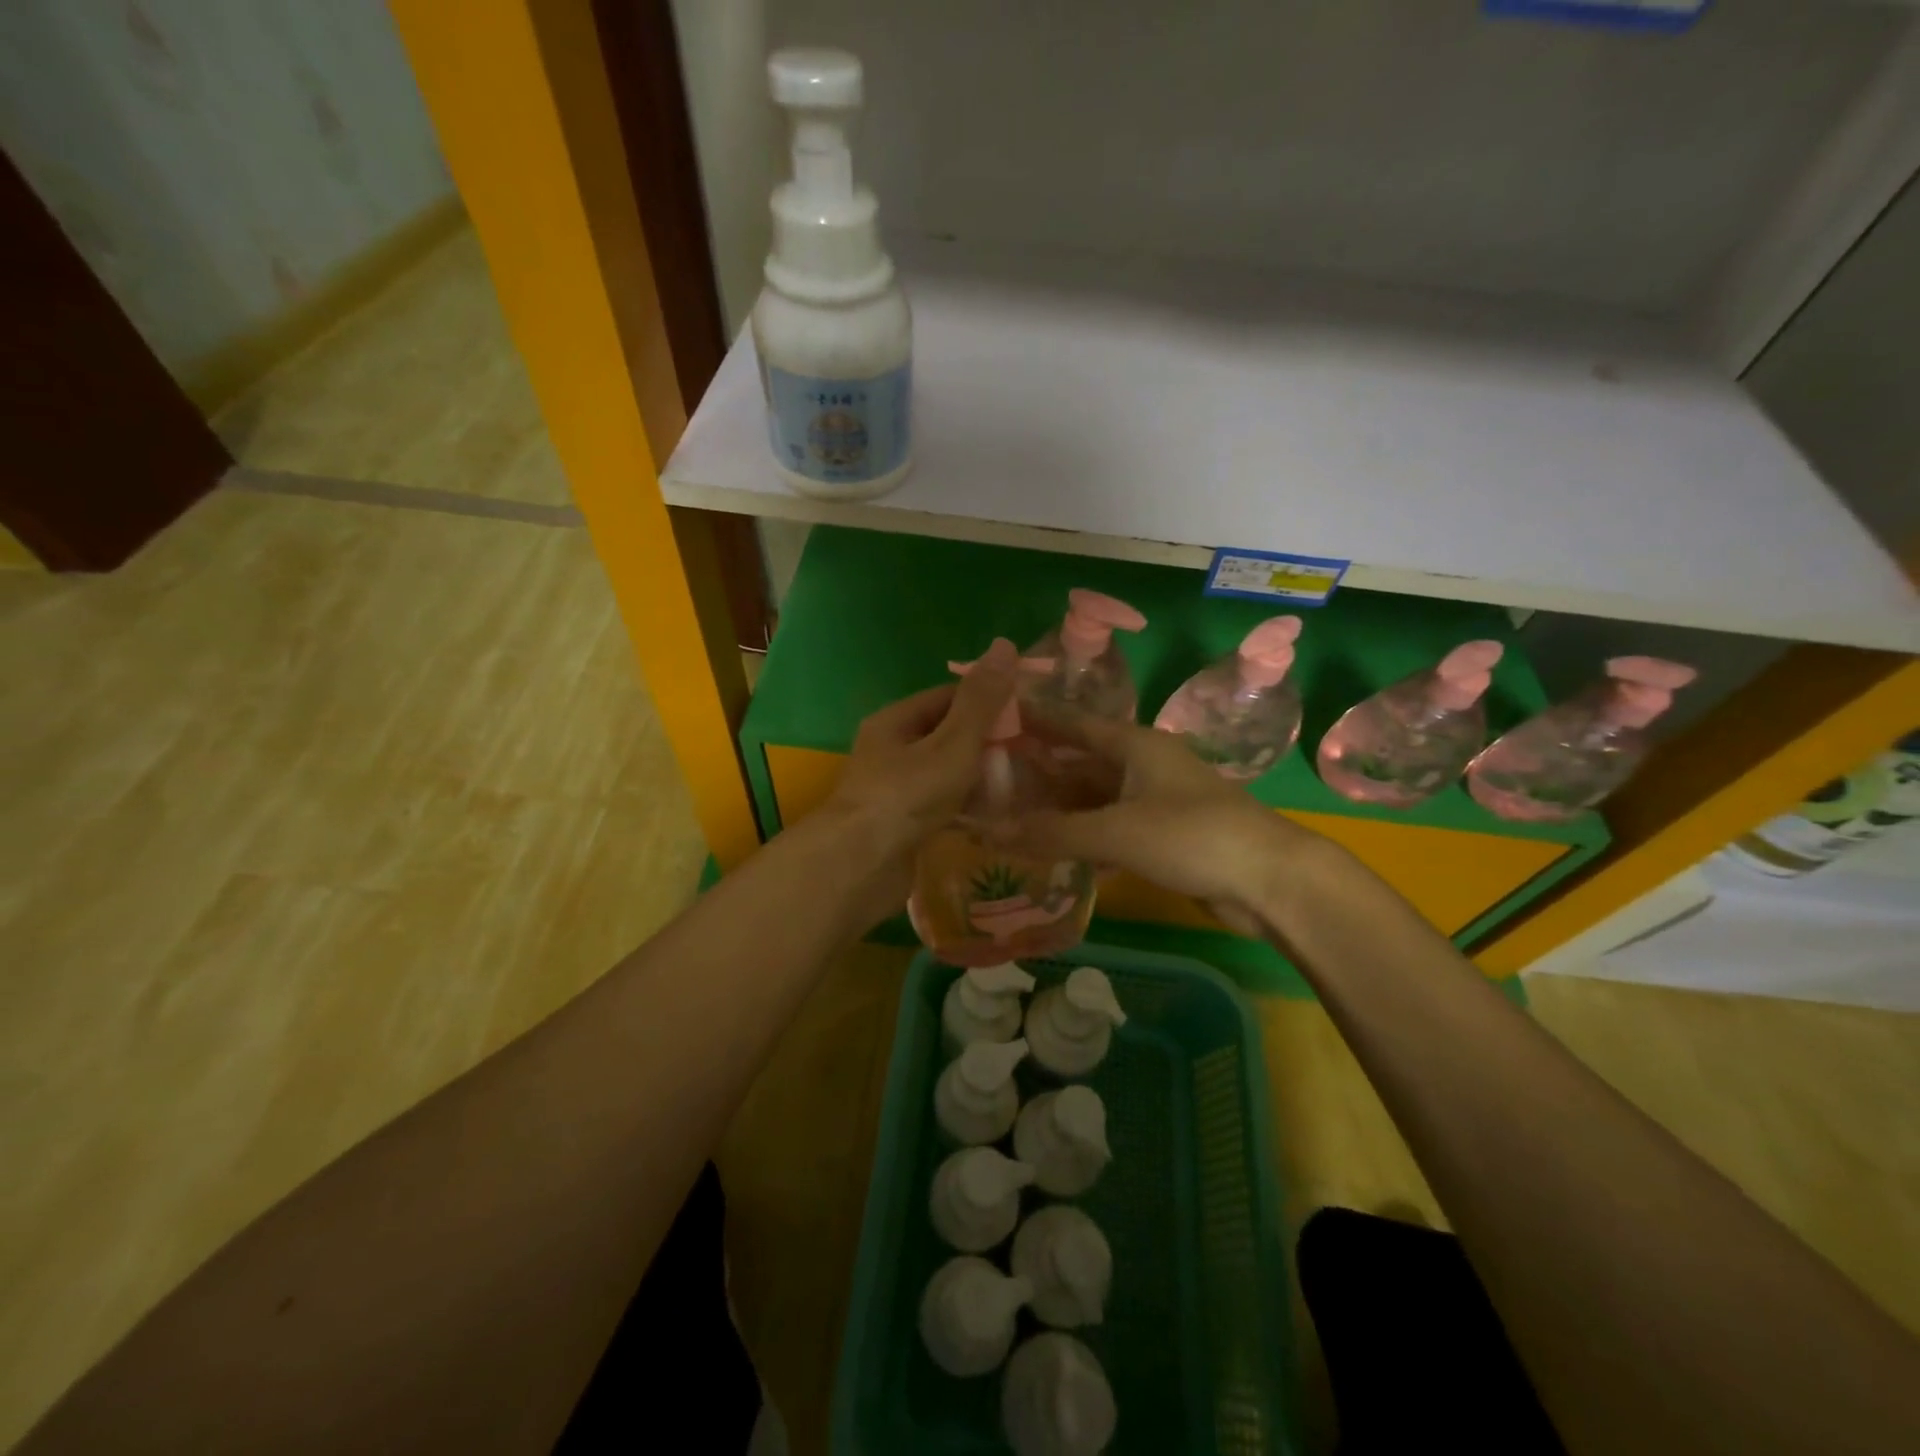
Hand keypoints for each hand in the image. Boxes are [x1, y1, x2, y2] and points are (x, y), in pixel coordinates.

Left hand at [813, 637, 1019, 921]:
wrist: (859, 867)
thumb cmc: (906, 795)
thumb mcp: (952, 743)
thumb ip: (981, 701)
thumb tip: (1005, 644)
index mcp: (896, 722)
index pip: (948, 698)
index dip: (988, 702)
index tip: (1027, 716)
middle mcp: (891, 752)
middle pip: (947, 737)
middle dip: (987, 746)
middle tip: (1032, 756)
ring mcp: (894, 791)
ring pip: (946, 776)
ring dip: (979, 780)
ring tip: (1023, 787)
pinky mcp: (902, 826)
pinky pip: (941, 808)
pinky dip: (966, 810)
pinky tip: (997, 820)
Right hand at [1010, 710, 1329, 935]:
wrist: (1271, 880)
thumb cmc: (1193, 836)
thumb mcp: (1117, 832)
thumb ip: (1052, 832)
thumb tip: (988, 832)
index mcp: (1134, 744)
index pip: (1071, 723)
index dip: (1033, 720)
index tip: (992, 719)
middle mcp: (1142, 764)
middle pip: (1079, 762)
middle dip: (1037, 773)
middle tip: (987, 782)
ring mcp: (1154, 800)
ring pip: (1093, 798)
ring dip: (1057, 808)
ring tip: (1008, 818)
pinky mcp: (1162, 835)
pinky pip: (1109, 827)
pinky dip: (1081, 836)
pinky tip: (1050, 851)